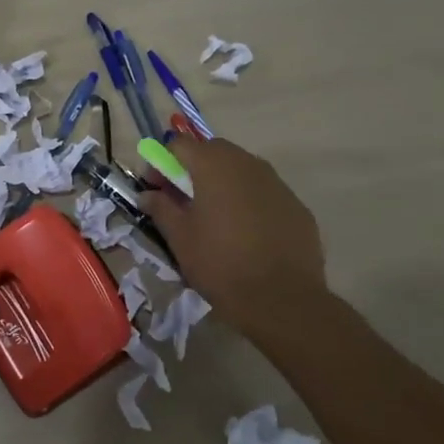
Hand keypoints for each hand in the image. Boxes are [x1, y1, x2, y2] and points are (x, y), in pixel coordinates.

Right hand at [139, 138, 327, 337]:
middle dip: (193, 169)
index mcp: (214, 165)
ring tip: (216, 219)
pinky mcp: (296, 205)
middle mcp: (248, 163)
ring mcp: (277, 183)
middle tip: (184, 202)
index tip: (156, 190)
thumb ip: (161, 208)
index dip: (161, 163)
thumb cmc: (221, 264)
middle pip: (213, 151)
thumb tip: (147, 195)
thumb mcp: (180, 238)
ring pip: (242, 170)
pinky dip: (250, 202)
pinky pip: (265, 193)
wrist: (282, 299)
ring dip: (223, 184)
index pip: (179, 144)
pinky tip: (248, 235)